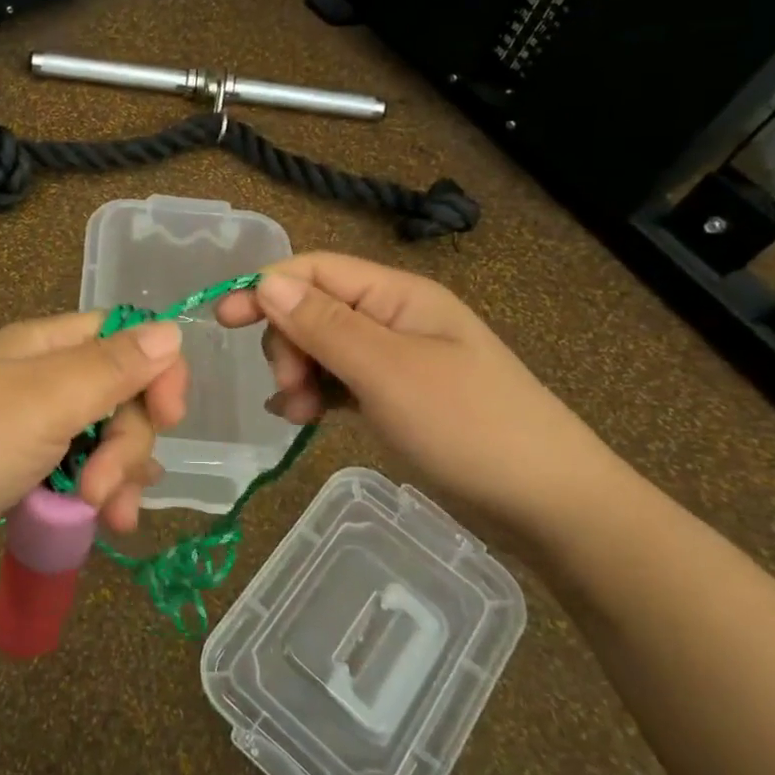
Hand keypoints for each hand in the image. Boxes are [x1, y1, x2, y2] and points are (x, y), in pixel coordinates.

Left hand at [0, 311, 188, 575]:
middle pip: (121, 397)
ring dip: (117, 478)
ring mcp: (33, 427)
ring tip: (106, 518)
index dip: (157, 372)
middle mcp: (45, 378)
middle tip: (104, 488)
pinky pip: (79, 473)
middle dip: (128, 445)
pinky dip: (95, 496)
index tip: (170, 417)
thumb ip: (113, 367)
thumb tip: (173, 329)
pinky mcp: (24, 470)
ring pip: (105, 441)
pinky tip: (103, 523)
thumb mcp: (46, 400)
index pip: (125, 338)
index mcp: (47, 346)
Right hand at [215, 253, 637, 550]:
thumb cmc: (469, 427)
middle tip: (289, 388)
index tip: (224, 321)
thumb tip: (266, 281)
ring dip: (299, 373)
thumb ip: (325, 325)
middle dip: (287, 342)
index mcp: (397, 296)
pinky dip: (316, 395)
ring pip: (323, 348)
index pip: (316, 270)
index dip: (266, 288)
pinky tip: (304, 420)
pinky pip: (340, 381)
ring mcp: (397, 359)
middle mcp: (394, 318)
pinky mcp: (397, 397)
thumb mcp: (388, 372)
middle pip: (314, 308)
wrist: (550, 504)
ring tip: (298, 414)